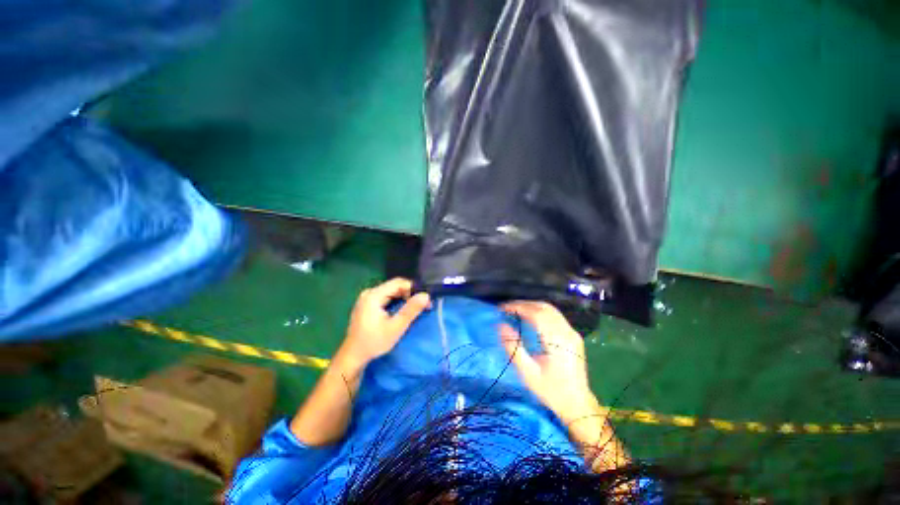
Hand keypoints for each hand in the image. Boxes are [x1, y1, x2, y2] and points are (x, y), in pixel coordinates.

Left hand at [341, 278, 430, 364]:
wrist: (353, 356)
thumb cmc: (374, 342)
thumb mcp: (396, 327)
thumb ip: (411, 310)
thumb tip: (426, 295)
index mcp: (374, 295)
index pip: (399, 282)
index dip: (414, 289)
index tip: (425, 300)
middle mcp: (369, 292)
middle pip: (395, 286)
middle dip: (410, 294)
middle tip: (423, 306)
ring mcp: (367, 298)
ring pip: (391, 292)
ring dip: (404, 298)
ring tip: (414, 309)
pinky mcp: (367, 304)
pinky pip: (386, 297)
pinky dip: (396, 302)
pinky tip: (402, 311)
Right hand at [500, 301, 597, 423]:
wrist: (578, 405)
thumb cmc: (551, 391)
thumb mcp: (528, 374)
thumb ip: (514, 349)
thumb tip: (501, 326)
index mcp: (557, 341)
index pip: (536, 313)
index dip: (518, 307)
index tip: (502, 308)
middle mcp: (567, 332)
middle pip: (544, 307)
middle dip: (523, 304)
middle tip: (506, 309)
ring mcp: (572, 333)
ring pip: (550, 309)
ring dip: (531, 306)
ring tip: (515, 311)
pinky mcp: (573, 335)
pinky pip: (555, 316)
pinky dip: (539, 311)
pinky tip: (530, 317)